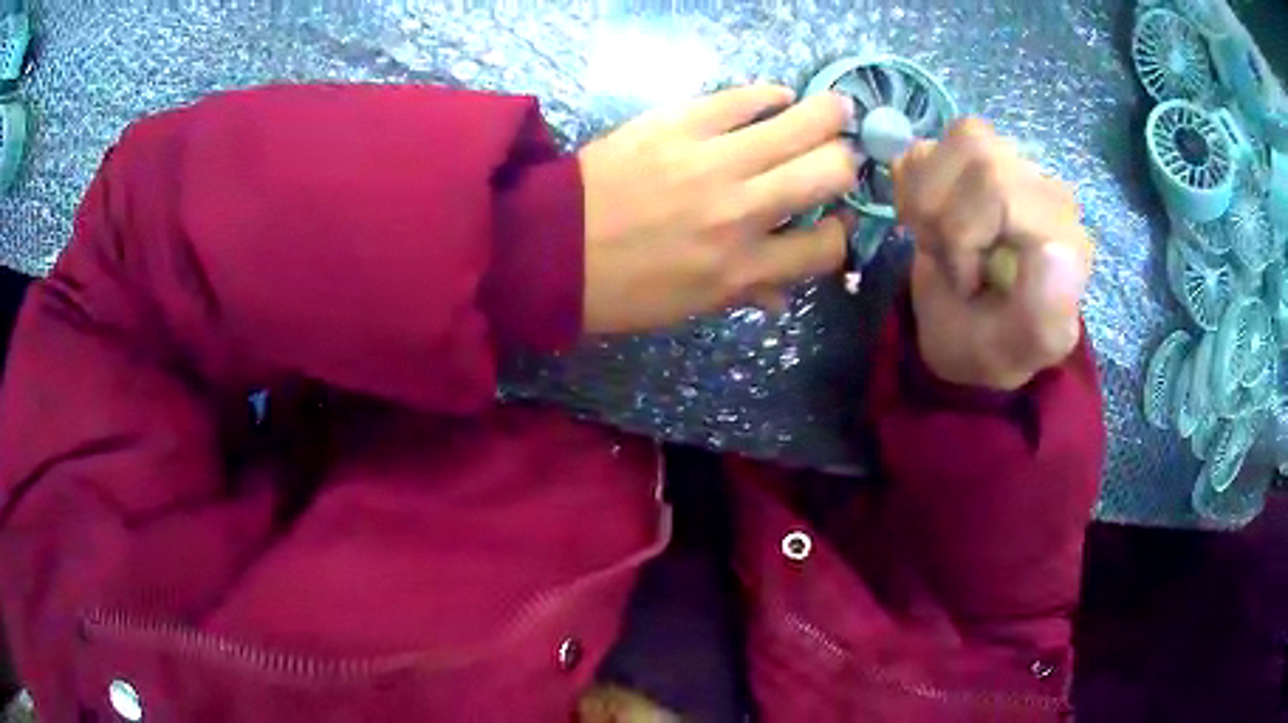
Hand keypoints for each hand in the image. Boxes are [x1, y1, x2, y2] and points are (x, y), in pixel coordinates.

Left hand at [578, 86, 857, 333]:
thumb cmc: (622, 289)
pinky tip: (778, 97)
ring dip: (829, 115)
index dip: (843, 232)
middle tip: (841, 154)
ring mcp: (712, 160)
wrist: (550, 246)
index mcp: (743, 267)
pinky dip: (770, 95)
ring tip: (836, 109)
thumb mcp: (691, 307)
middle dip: (847, 163)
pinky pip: (743, 97)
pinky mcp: (680, 122)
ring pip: (800, 123)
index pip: (827, 246)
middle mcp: (742, 211)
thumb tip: (785, 292)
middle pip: (829, 172)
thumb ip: (748, 292)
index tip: (836, 218)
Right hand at [894, 119, 1093, 390]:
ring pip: (950, 141)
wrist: (964, 333)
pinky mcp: (971, 160)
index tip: (967, 283)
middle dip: (942, 217)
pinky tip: (929, 222)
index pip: (999, 186)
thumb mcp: (1023, 348)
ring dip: (926, 199)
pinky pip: (926, 146)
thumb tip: (1053, 248)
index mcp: (1062, 229)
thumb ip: (1045, 314)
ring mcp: (1007, 164)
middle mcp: (1042, 184)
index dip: (962, 233)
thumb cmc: (993, 345)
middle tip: (951, 264)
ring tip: (941, 243)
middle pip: (975, 151)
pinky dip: (912, 188)